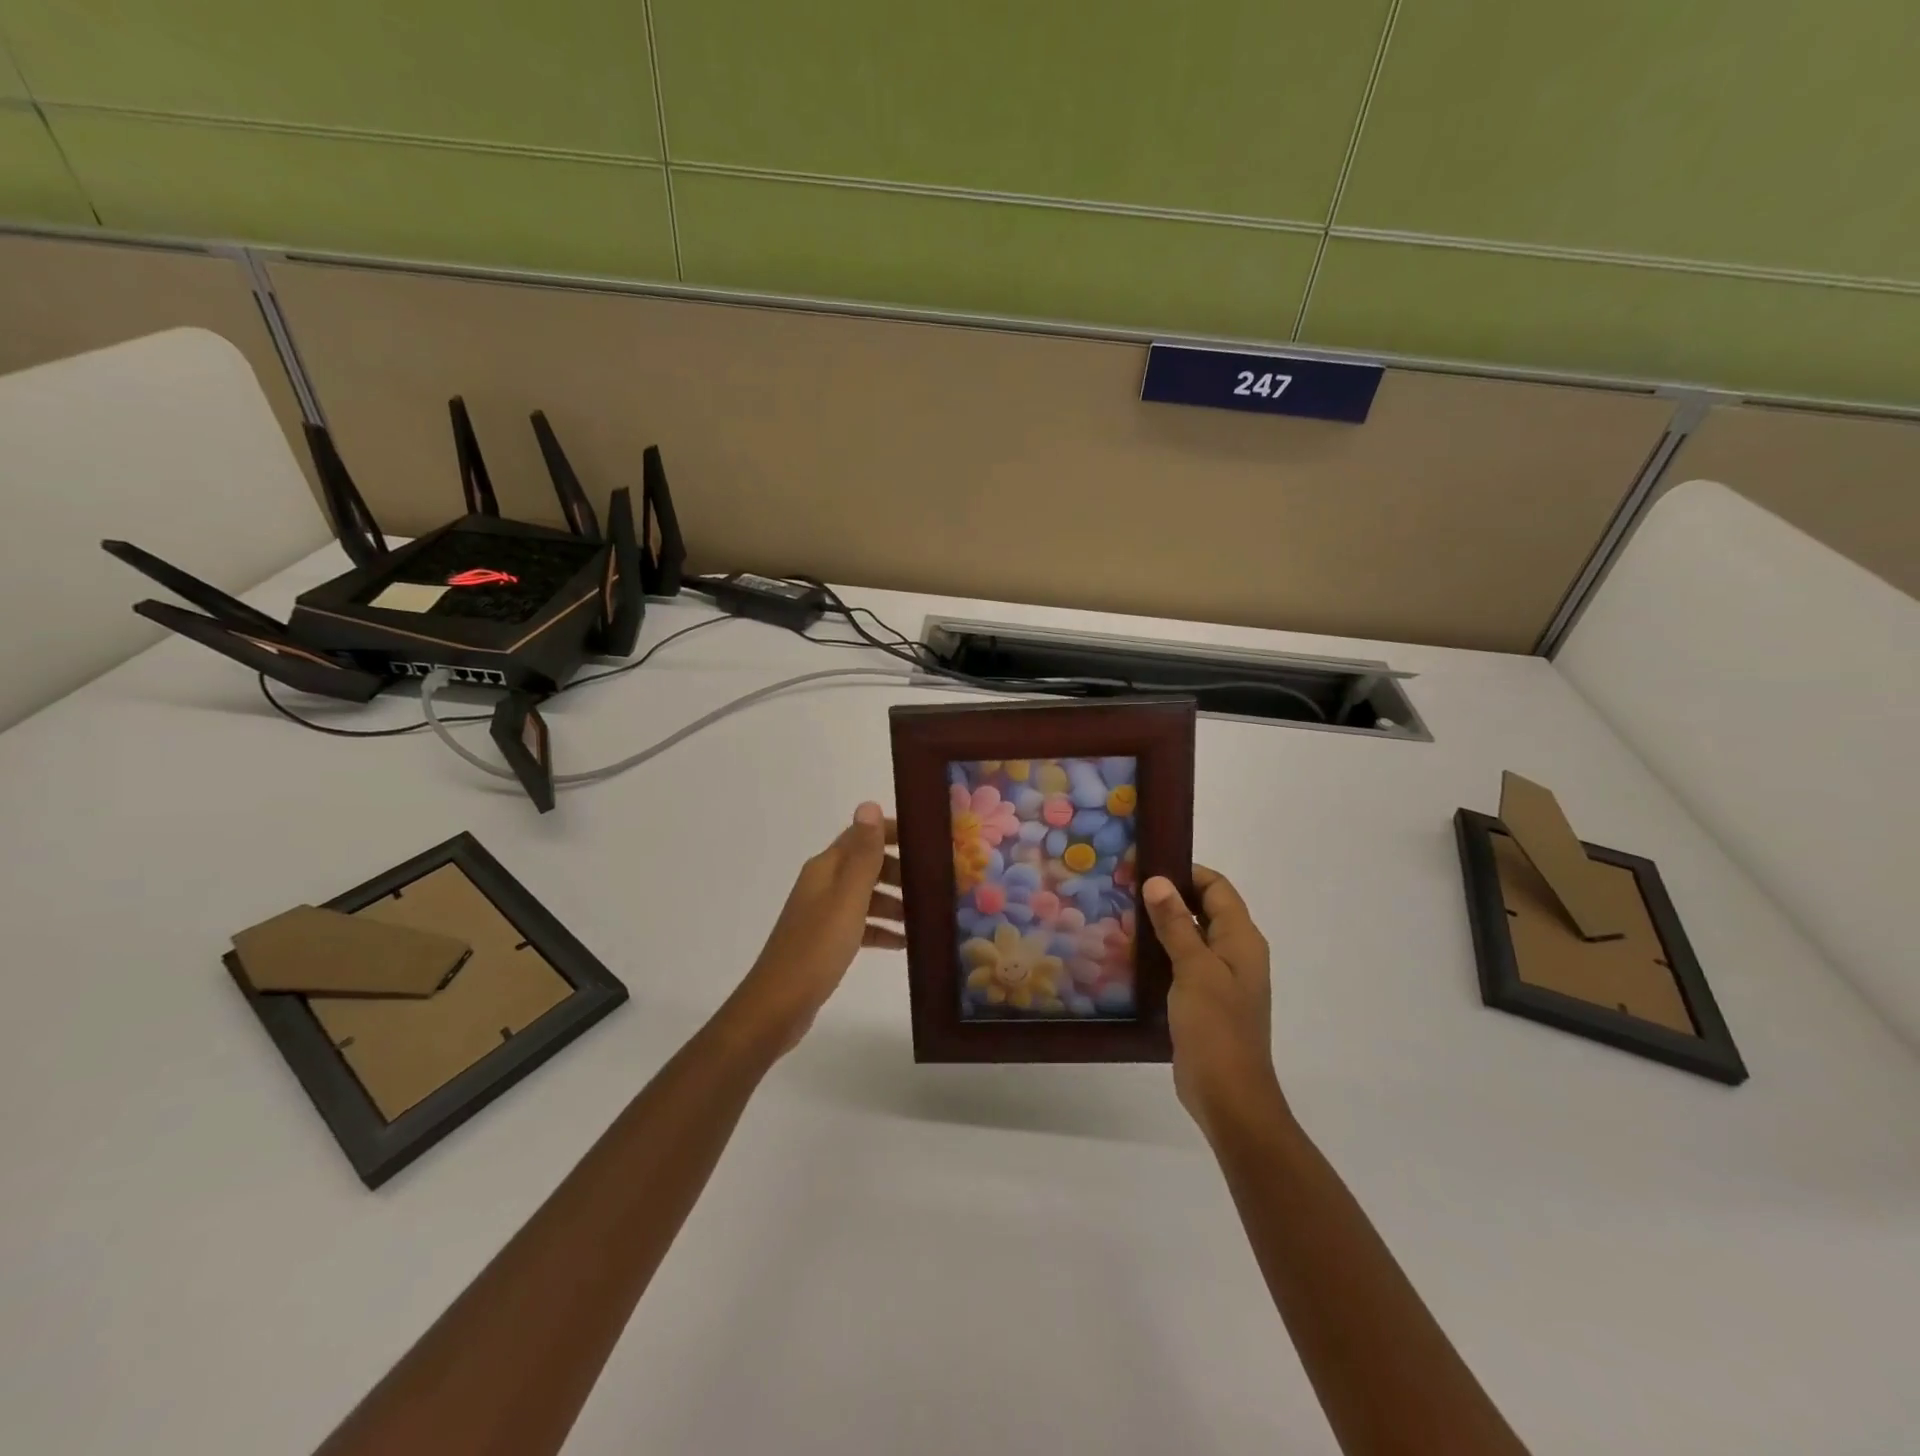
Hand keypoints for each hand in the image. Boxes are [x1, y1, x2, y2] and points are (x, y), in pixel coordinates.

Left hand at [725, 802, 904, 1055]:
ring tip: (927, 914)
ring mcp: (823, 914)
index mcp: (826, 868)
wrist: (777, 1006)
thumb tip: (868, 804)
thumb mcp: (847, 899)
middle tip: (936, 882)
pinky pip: (861, 925)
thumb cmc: (816, 948)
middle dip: (900, 870)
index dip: (891, 833)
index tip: (927, 840)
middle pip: (866, 865)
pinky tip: (905, 943)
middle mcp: (823, 884)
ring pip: (866, 896)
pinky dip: (882, 930)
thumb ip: (862, 855)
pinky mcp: (826, 942)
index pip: (861, 835)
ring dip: (895, 902)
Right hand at [1141, 867, 1282, 1139]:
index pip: (1217, 887)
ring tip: (1121, 913)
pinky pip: (1183, 963)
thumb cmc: (1216, 1027)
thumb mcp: (1194, 969)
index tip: (1146, 865)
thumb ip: (1177, 924)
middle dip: (1169, 896)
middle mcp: (1235, 953)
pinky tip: (1131, 953)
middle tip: (1125, 887)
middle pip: (1204, 909)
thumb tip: (1158, 881)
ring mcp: (1220, 979)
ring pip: (1191, 936)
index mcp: (1242, 940)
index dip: (1186, 872)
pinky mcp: (1204, 1000)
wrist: (1228, 1096)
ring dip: (1163, 924)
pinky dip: (1162, 952)